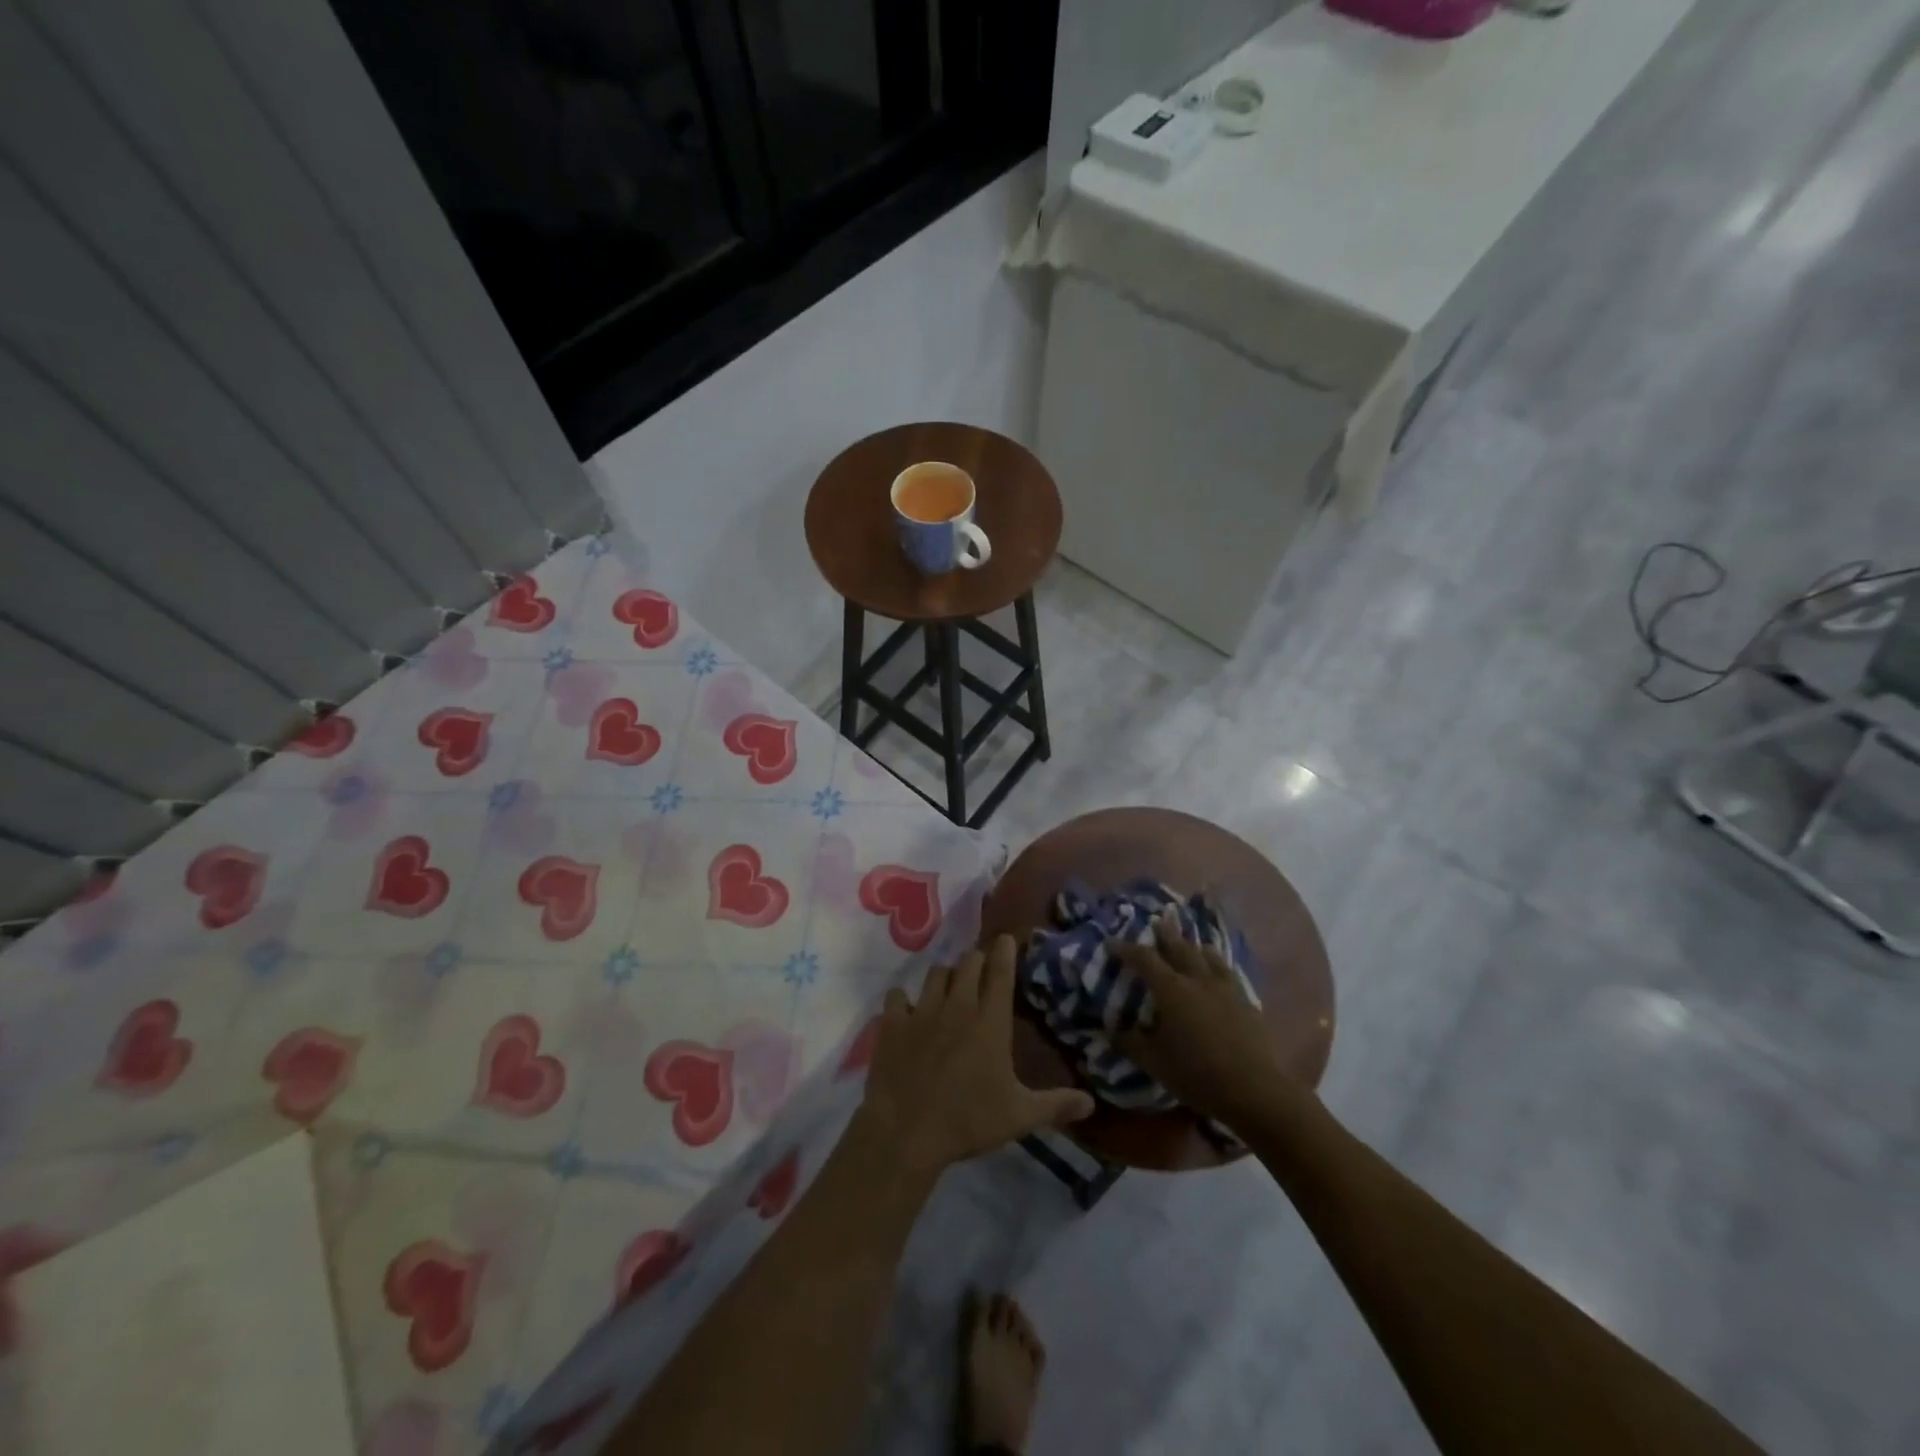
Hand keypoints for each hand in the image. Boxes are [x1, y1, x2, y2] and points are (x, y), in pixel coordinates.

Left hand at [859, 935, 1093, 1177]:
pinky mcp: (892, 1024)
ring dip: (945, 976)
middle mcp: (957, 1006)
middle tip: (980, 969)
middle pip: (968, 964)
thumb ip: (1055, 1105)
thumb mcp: (1019, 1116)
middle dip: (976, 961)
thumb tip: (1091, 1103)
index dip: (1005, 951)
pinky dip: (903, 999)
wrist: (906, 1132)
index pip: (1000, 973)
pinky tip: (906, 1010)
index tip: (1006, 938)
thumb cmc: (968, 1121)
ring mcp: (922, 1011)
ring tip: (948, 986)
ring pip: (935, 974)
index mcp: (989, 1022)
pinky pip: (897, 996)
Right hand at [1113, 916, 1287, 1127]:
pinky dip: (1218, 964)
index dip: (1126, 949)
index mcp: (1172, 990)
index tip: (1112, 942)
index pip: (1144, 959)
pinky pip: (1228, 972)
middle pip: (1180, 947)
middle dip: (1166, 933)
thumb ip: (1131, 1042)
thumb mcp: (1154, 1063)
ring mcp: (1226, 988)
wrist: (1254, 1090)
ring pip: (1209, 956)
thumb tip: (1112, 1029)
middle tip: (1158, 920)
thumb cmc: (1197, 1075)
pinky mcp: (1246, 1001)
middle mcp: (1198, 980)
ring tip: (1192, 942)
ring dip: (1195, 946)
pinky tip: (1219, 970)